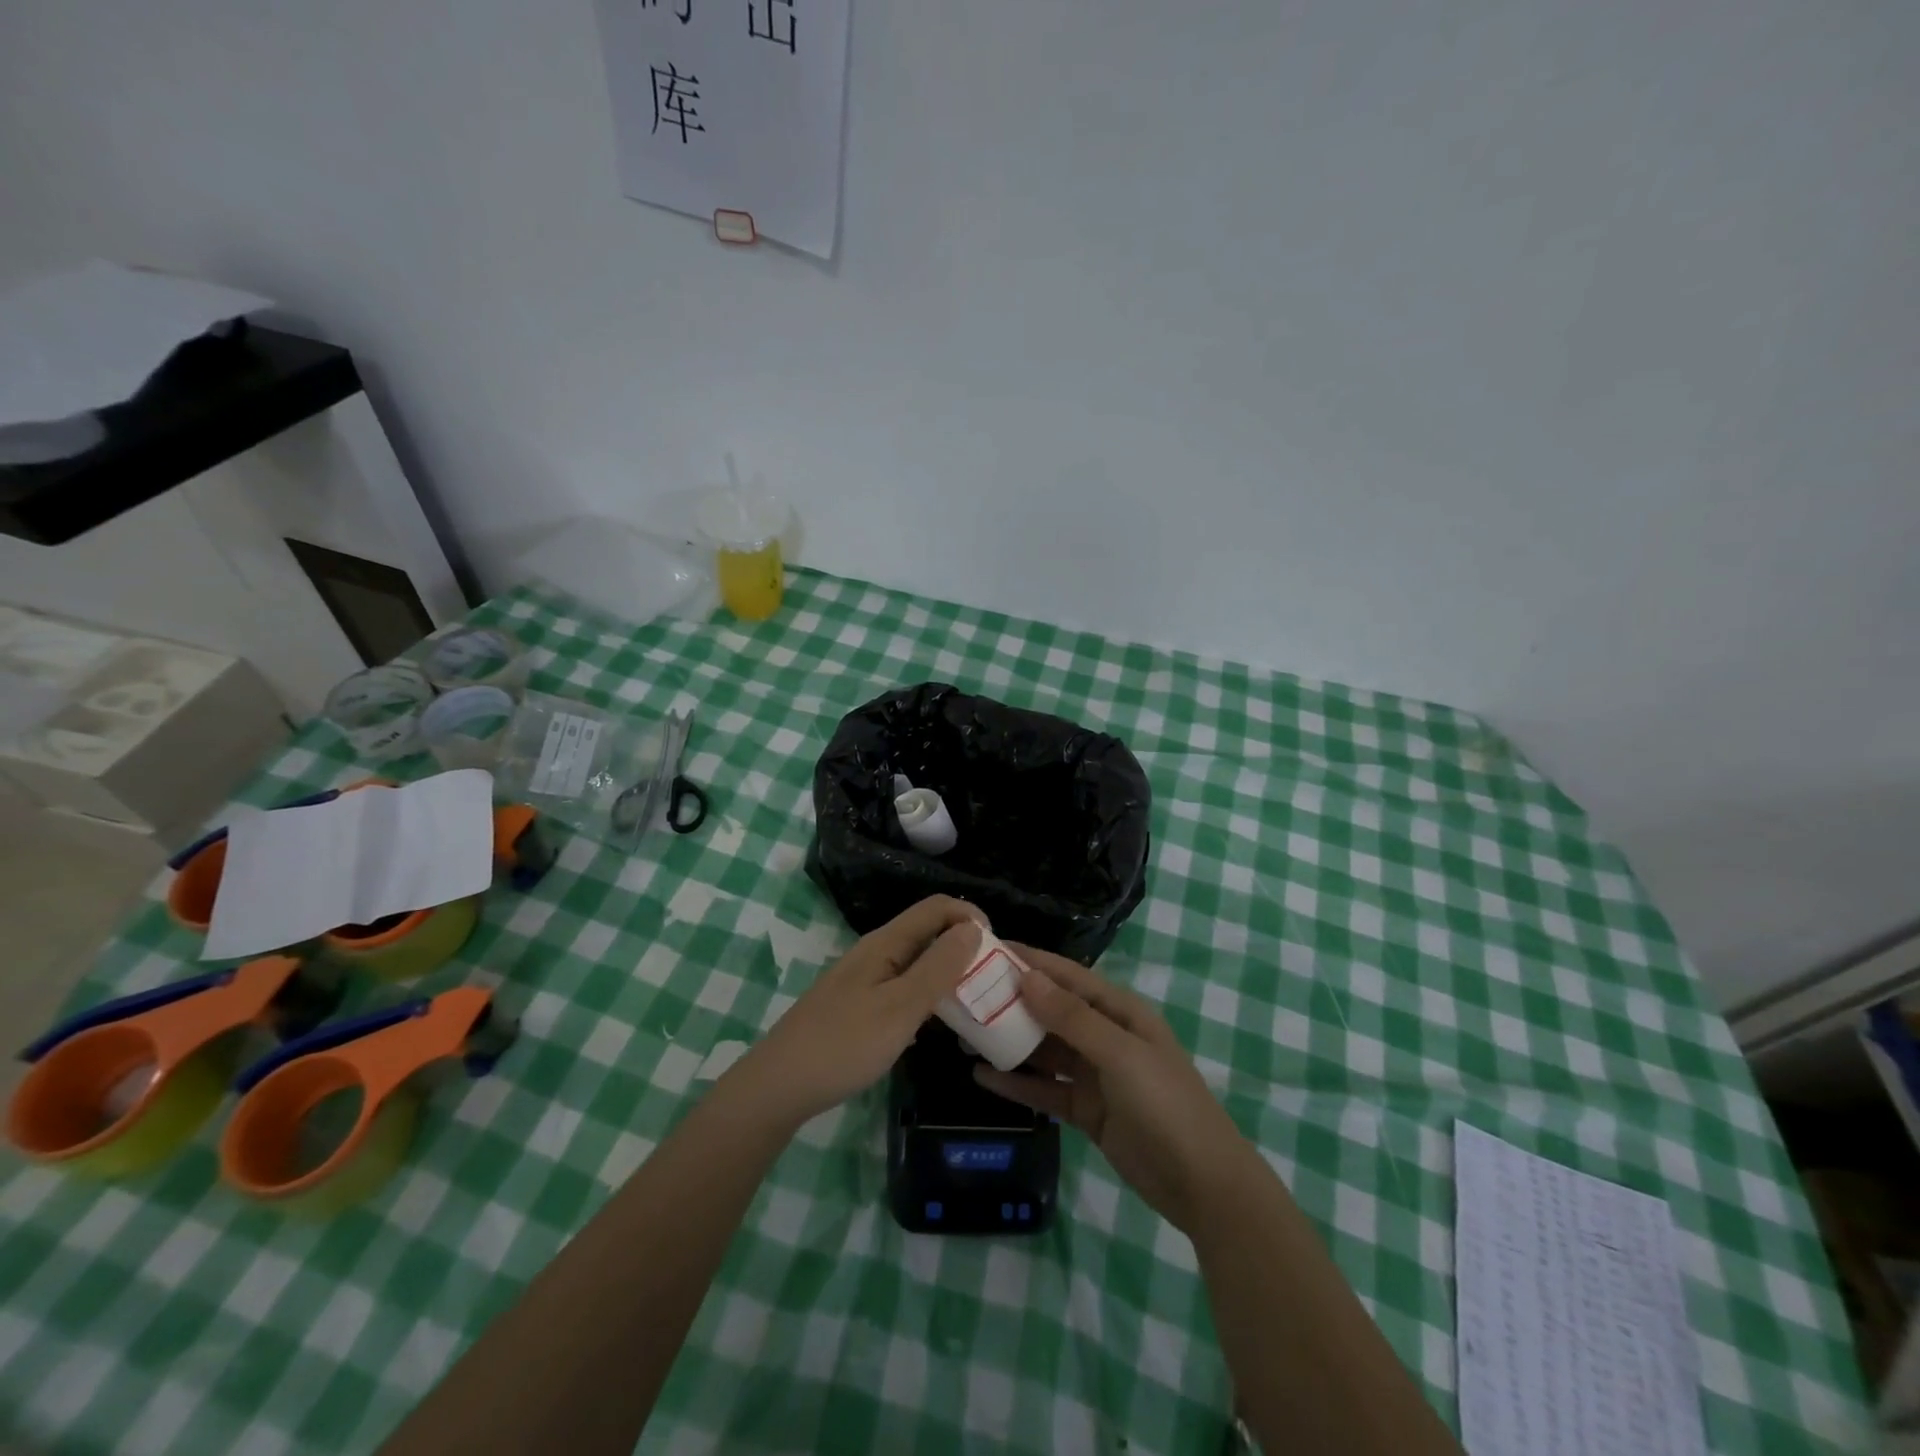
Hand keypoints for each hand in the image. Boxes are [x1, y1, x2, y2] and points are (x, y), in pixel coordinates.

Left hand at [727, 896, 984, 1131]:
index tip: (996, 951)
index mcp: (886, 943)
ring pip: (917, 963)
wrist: (780, 1086)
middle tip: (992, 984)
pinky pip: (903, 989)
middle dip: (963, 948)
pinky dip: (927, 998)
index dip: (970, 917)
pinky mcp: (859, 1006)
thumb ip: (938, 967)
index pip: (937, 907)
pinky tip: (936, 1028)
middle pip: (928, 932)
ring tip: (974, 1006)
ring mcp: (865, 980)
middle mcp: (876, 953)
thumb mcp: (901, 1007)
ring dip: (947, 975)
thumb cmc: (844, 1044)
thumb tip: (973, 927)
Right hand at [975, 947, 1259, 1234]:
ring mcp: (1095, 1075)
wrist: (1203, 1185)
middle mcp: (1104, 1035)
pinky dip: (1017, 1083)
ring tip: (966, 1035)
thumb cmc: (1166, 1104)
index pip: (1067, 976)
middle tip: (966, 995)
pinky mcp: (1086, 1110)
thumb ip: (1072, 1018)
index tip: (989, 949)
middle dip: (1012, 1002)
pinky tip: (983, 1078)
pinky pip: (1045, 1089)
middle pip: (1051, 1011)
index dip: (1030, 961)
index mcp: (1119, 1011)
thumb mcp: (1120, 1054)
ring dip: (1010, 1042)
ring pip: (1044, 1050)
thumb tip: (1027, 976)